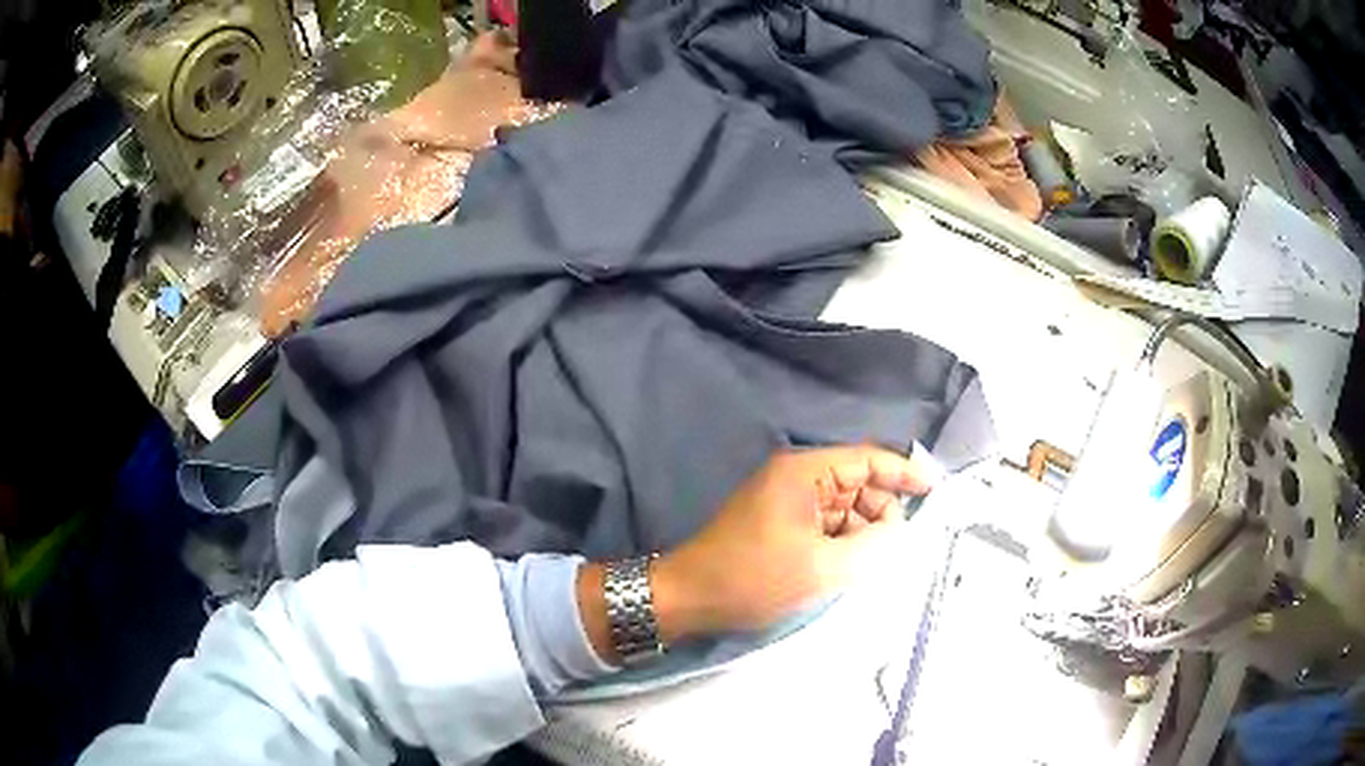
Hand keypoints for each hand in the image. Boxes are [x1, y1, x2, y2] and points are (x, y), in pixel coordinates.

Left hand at [651, 445, 937, 641]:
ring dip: (862, 531)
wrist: (689, 597)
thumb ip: (872, 545)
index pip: (868, 460)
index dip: (904, 473)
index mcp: (805, 473)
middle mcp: (796, 478)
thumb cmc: (754, 578)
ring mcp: (784, 500)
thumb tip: (898, 529)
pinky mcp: (778, 523)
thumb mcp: (823, 567)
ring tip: (872, 564)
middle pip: (857, 484)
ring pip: (842, 508)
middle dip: (881, 511)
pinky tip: (849, 566)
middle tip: (898, 547)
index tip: (934, 491)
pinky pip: (824, 524)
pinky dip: (842, 541)